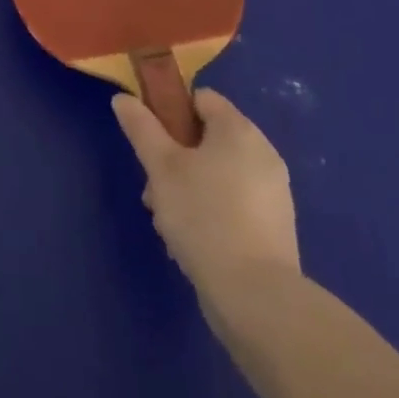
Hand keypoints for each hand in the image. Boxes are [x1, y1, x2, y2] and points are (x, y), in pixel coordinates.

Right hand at [112, 88, 300, 302]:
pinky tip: (192, 242)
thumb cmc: (204, 217)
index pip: (201, 99)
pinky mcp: (275, 230)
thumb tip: (123, 98)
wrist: (257, 299)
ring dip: (188, 189)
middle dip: (175, 159)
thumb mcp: (161, 167)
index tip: (151, 140)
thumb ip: (141, 128)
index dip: (171, 112)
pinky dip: (212, 213)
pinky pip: (234, 204)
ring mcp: (273, 194)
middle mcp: (263, 154)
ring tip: (168, 221)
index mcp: (239, 130)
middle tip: (154, 187)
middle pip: (207, 139)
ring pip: (218, 175)